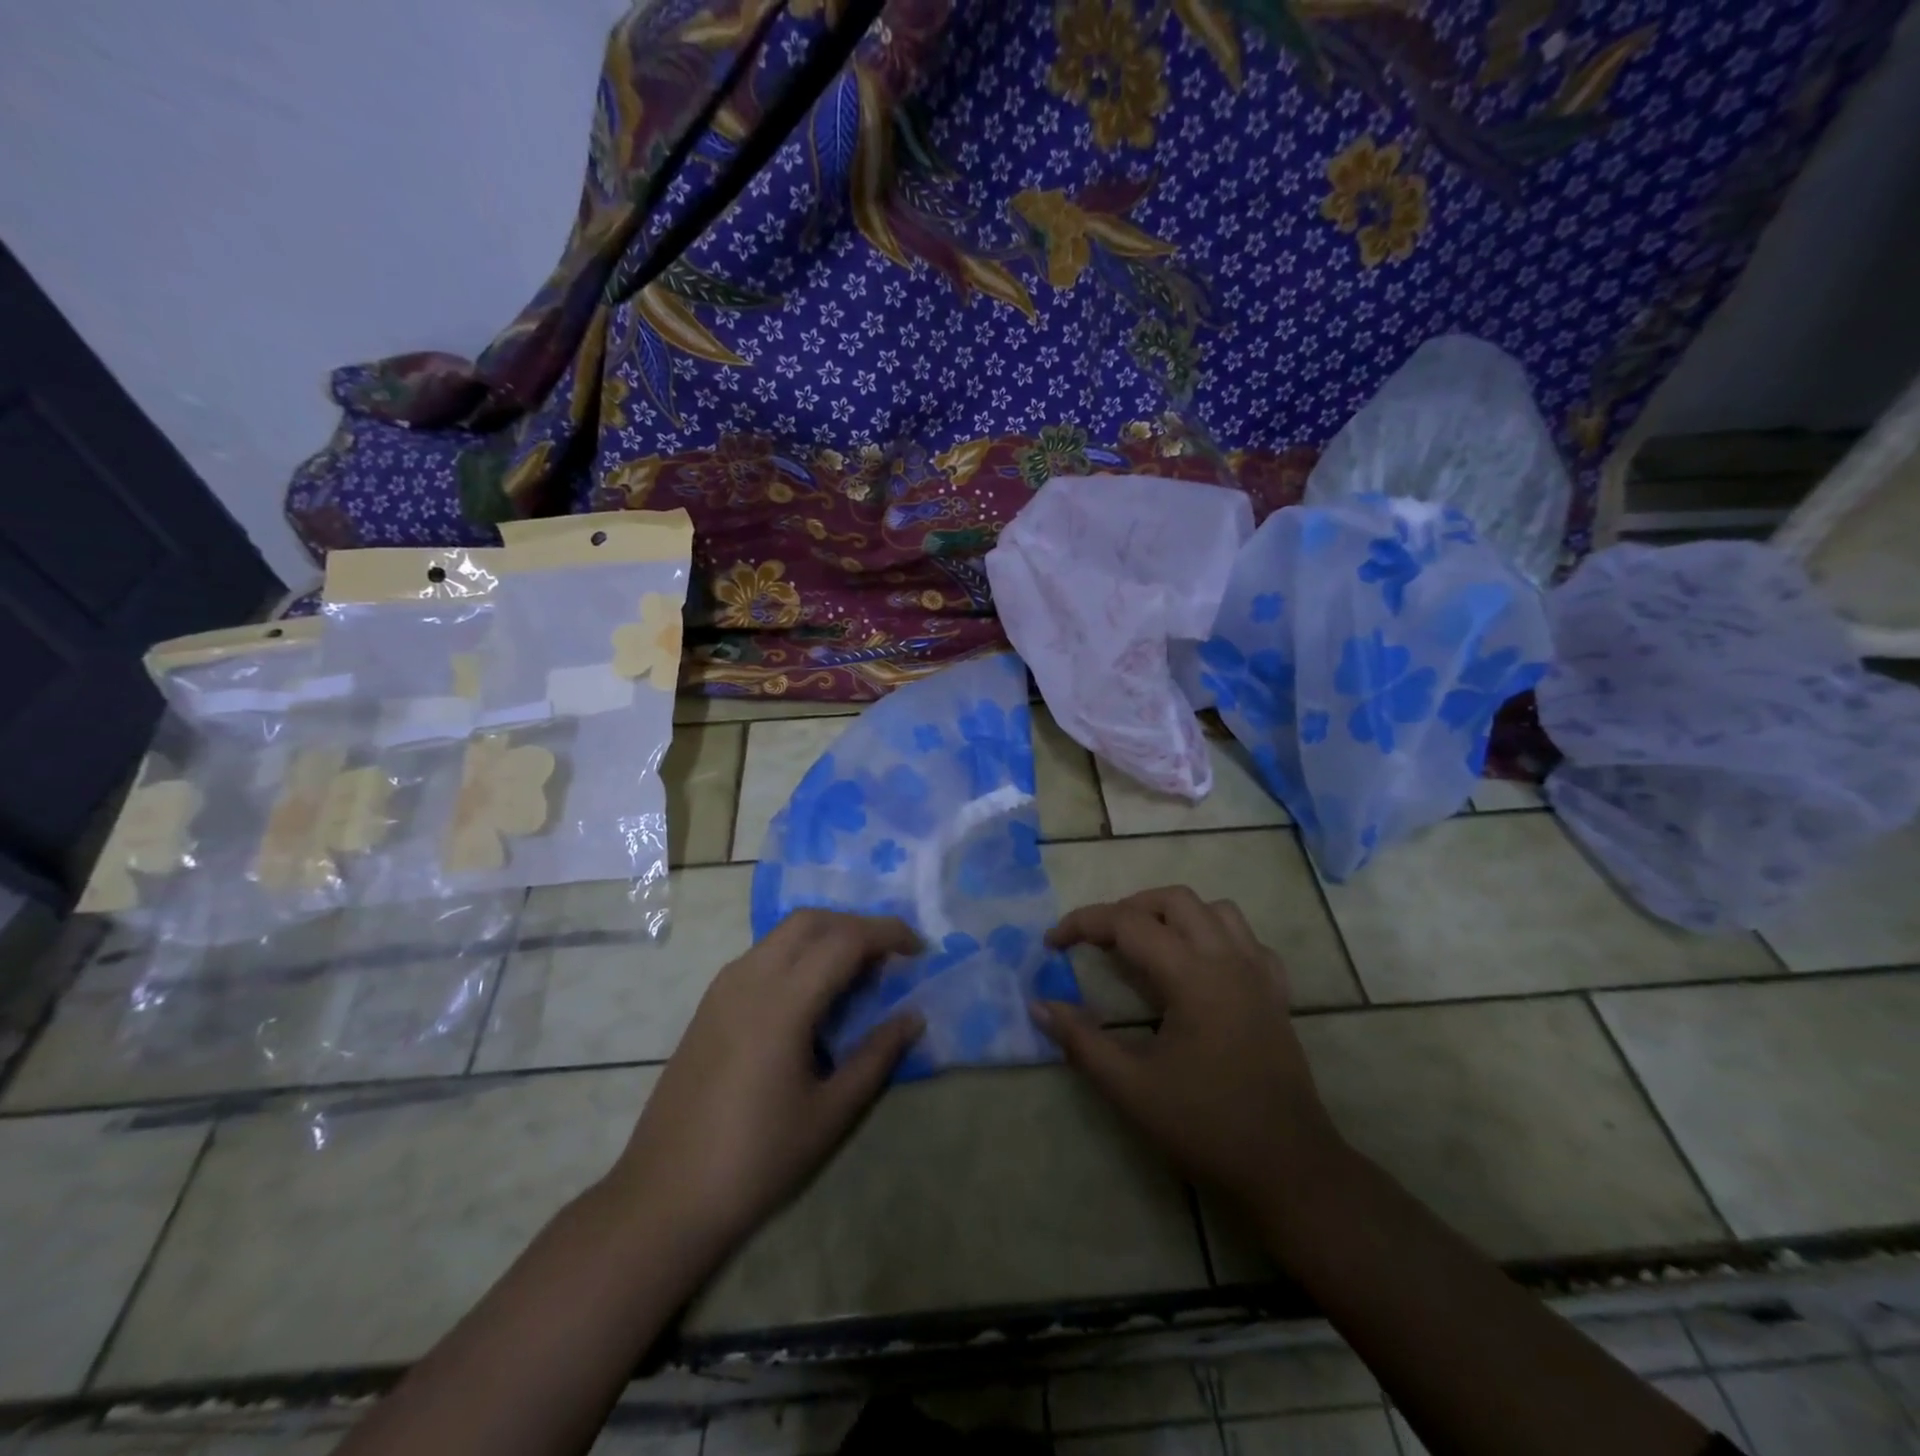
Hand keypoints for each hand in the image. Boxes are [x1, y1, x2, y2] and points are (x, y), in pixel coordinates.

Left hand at [603, 910, 923, 1268]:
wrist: (664, 1197)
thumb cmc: (756, 1159)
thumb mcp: (830, 1113)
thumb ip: (876, 1056)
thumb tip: (914, 1017)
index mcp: (782, 1001)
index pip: (845, 940)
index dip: (887, 934)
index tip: (919, 950)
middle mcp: (750, 978)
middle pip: (810, 921)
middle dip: (856, 924)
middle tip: (889, 956)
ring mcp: (723, 988)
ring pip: (782, 934)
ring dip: (825, 935)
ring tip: (856, 972)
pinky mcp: (709, 1004)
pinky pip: (762, 954)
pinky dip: (797, 953)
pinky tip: (812, 993)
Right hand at [1035, 887, 1341, 1208]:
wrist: (1288, 1168)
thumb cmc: (1206, 1126)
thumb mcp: (1131, 1088)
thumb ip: (1081, 1041)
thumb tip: (1040, 1006)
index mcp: (1192, 976)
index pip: (1128, 923)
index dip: (1084, 923)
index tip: (1052, 943)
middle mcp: (1228, 960)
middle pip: (1174, 900)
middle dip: (1129, 909)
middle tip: (1100, 941)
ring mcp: (1258, 974)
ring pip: (1216, 910)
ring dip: (1174, 915)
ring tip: (1147, 945)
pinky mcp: (1276, 994)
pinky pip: (1247, 940)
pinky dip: (1216, 937)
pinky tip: (1201, 967)